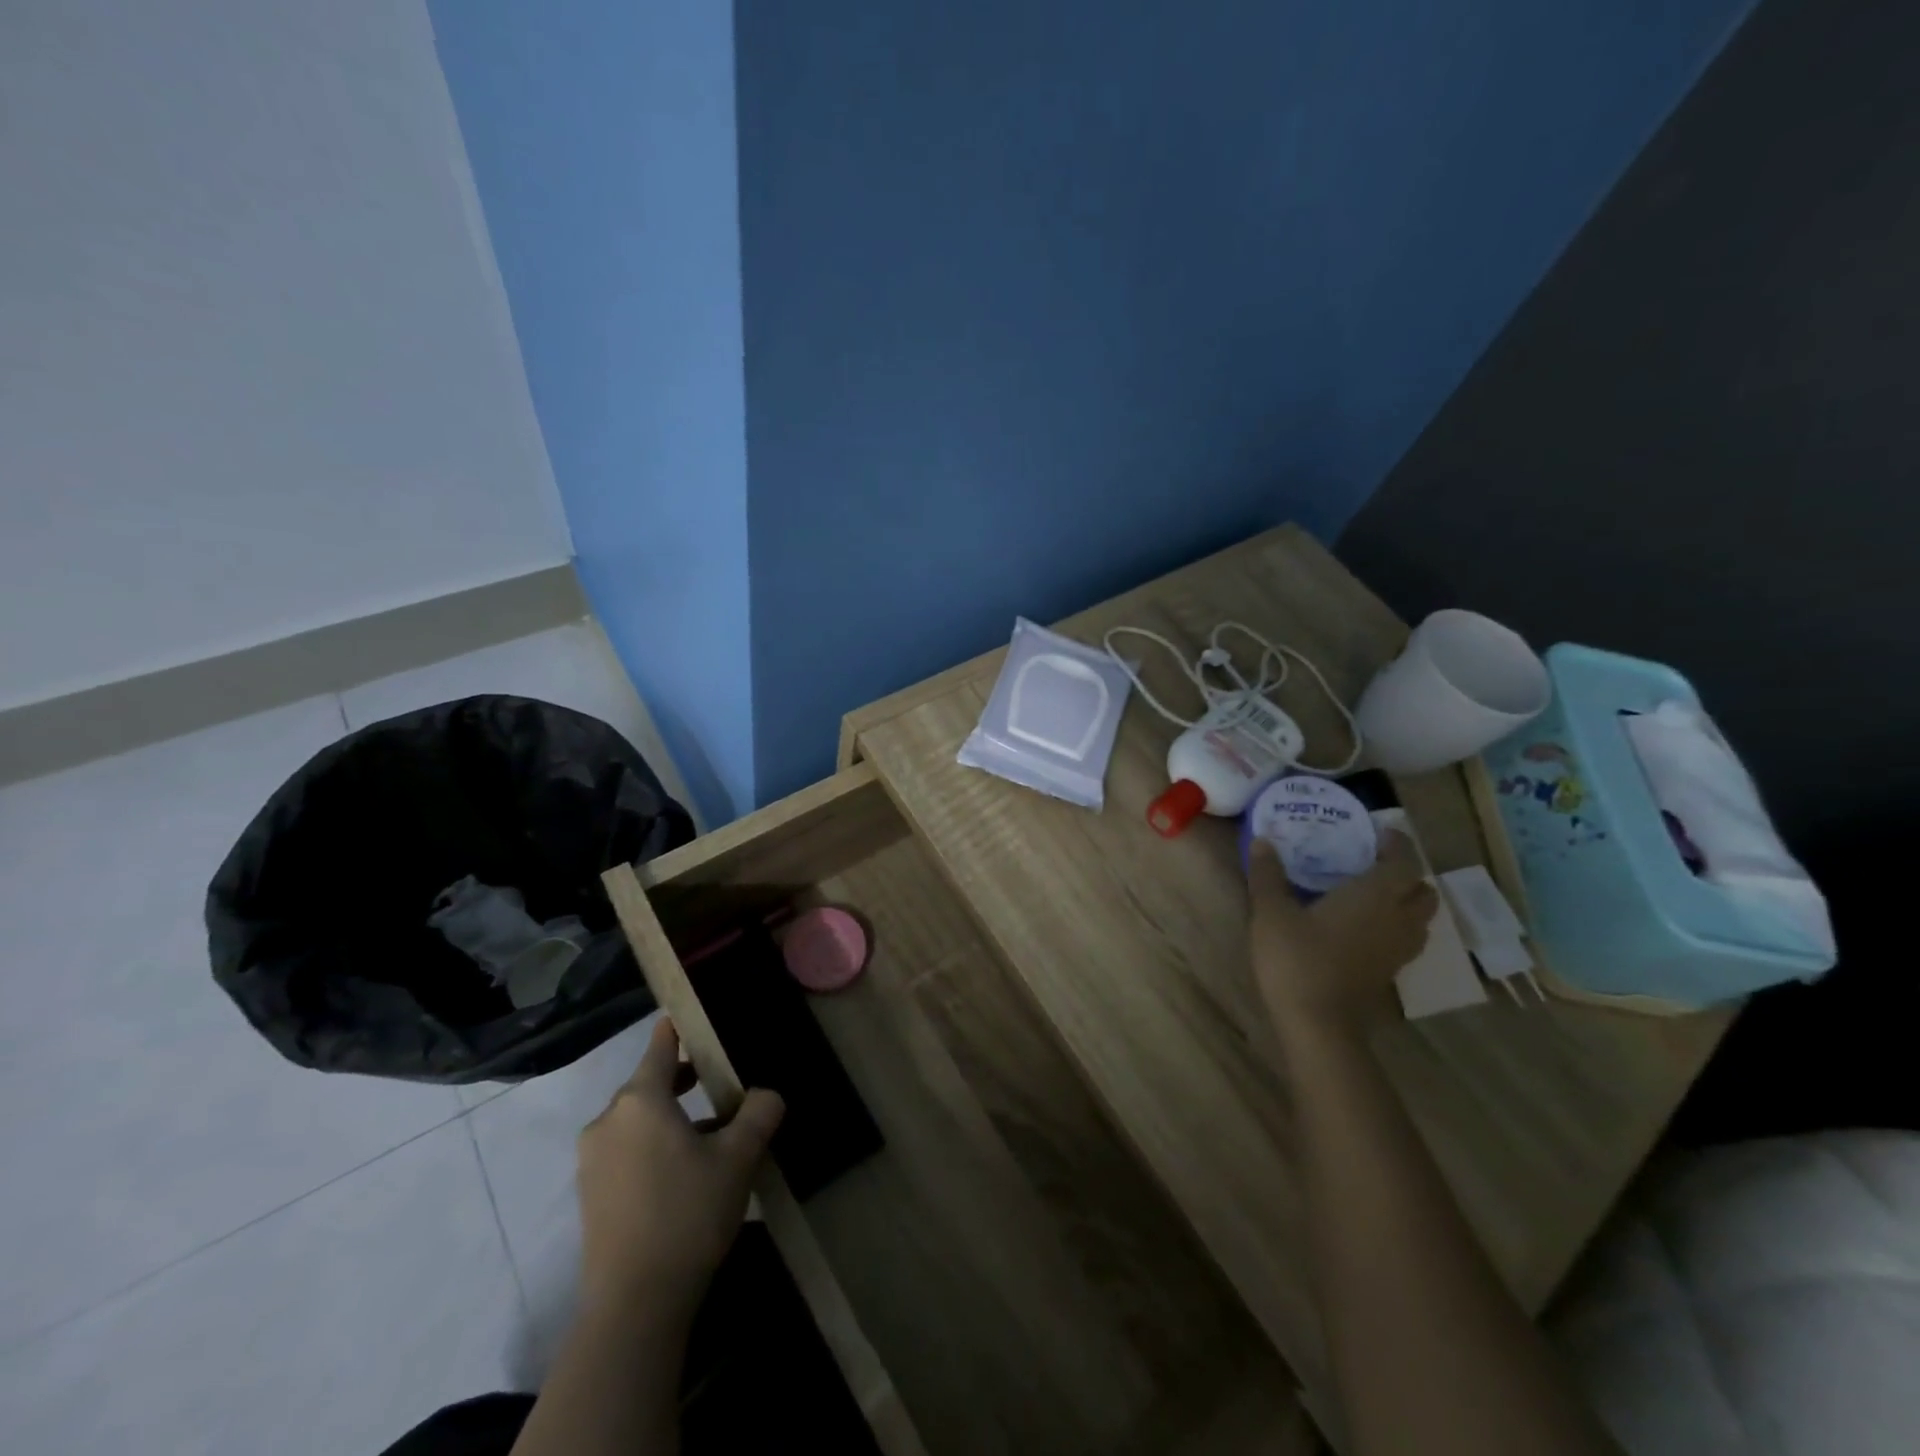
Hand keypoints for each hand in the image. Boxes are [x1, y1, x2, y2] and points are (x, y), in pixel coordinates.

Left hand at [575, 1017, 784, 1320]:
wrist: (634, 1307)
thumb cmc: (688, 1215)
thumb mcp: (738, 1158)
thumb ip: (758, 1114)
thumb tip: (767, 1095)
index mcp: (640, 1100)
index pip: (661, 1044)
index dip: (683, 1027)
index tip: (703, 1019)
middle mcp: (608, 1121)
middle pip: (650, 1083)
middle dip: (686, 1079)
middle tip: (724, 1082)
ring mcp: (593, 1160)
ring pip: (640, 1120)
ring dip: (674, 1118)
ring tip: (714, 1135)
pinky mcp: (591, 1195)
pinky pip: (628, 1150)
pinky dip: (655, 1146)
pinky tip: (686, 1174)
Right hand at [1248, 830, 1438, 1045]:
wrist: (1316, 1021)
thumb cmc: (1296, 957)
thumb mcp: (1271, 911)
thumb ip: (1268, 874)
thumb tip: (1262, 840)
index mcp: (1374, 896)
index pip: (1405, 862)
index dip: (1398, 844)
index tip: (1379, 833)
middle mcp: (1396, 919)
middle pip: (1423, 892)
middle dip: (1407, 874)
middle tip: (1376, 864)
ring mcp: (1397, 950)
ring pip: (1420, 919)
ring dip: (1406, 902)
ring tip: (1374, 894)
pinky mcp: (1389, 974)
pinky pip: (1406, 940)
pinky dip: (1396, 927)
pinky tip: (1365, 928)